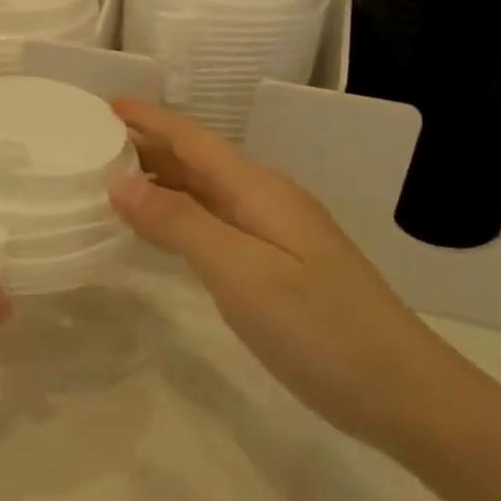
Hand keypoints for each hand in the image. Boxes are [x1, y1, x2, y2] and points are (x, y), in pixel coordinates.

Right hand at [109, 100, 472, 455]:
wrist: (408, 395)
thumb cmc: (321, 329)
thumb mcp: (242, 273)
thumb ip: (179, 223)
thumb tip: (119, 181)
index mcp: (257, 189)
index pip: (192, 139)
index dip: (148, 119)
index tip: (105, 105)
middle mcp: (266, 199)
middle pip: (197, 160)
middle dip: (147, 146)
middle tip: (92, 145)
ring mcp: (277, 232)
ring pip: (206, 191)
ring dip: (161, 180)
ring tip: (113, 182)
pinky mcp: (280, 264)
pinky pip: (216, 221)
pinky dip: (180, 215)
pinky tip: (162, 231)